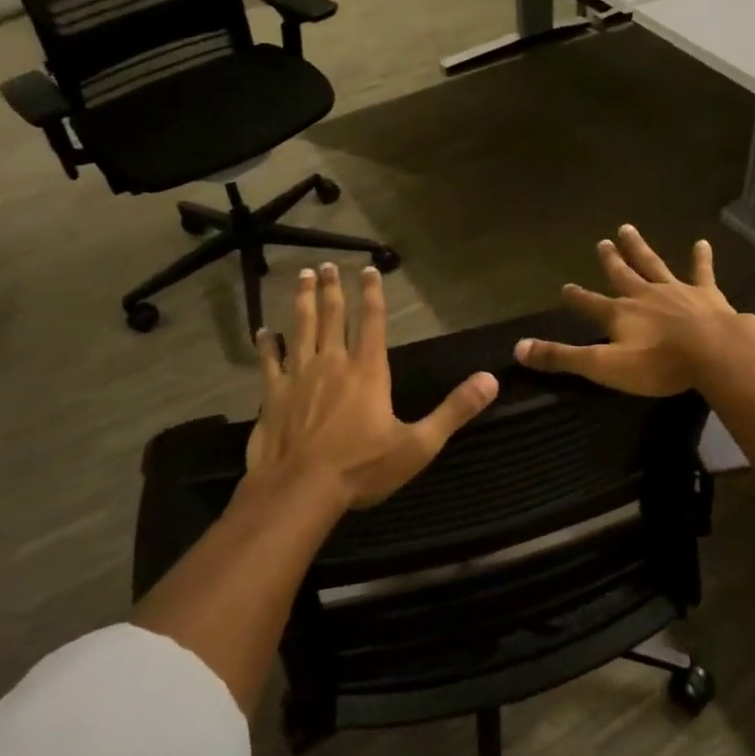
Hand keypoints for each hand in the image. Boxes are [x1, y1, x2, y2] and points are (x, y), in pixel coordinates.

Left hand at [247, 263, 498, 509]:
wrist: (300, 490)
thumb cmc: (362, 468)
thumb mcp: (419, 444)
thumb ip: (454, 411)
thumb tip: (491, 380)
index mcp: (368, 371)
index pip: (372, 322)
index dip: (372, 294)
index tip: (369, 269)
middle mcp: (333, 363)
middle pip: (332, 316)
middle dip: (331, 288)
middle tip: (326, 264)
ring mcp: (299, 376)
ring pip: (301, 328)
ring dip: (302, 301)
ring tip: (302, 277)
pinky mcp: (273, 395)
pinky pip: (269, 361)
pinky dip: (267, 344)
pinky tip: (263, 330)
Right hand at [513, 225, 750, 395]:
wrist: (714, 352)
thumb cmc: (658, 364)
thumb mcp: (603, 366)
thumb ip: (562, 357)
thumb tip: (518, 348)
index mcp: (619, 314)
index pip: (589, 304)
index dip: (576, 298)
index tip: (564, 287)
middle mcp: (644, 295)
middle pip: (622, 274)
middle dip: (610, 260)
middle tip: (602, 242)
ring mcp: (676, 291)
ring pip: (653, 264)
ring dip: (640, 248)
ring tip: (628, 229)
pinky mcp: (706, 294)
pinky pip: (701, 272)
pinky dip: (701, 258)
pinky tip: (702, 242)